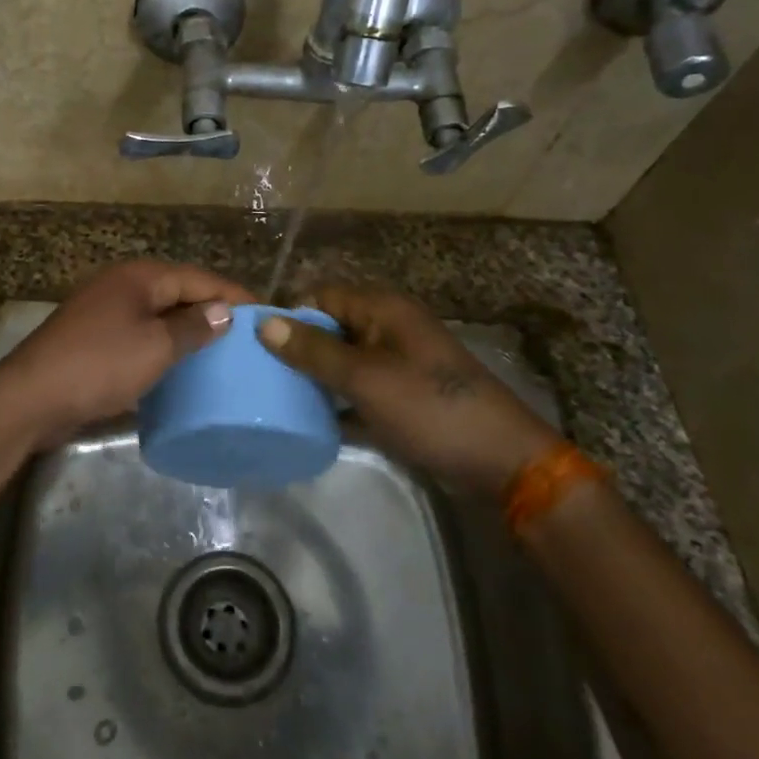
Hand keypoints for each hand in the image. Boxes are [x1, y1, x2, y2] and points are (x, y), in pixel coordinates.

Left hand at [0, 260, 254, 443]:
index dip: (234, 294)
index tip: (267, 313)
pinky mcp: (95, 338)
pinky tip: (180, 366)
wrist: (32, 397)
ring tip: (222, 352)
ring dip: (188, 330)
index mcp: (140, 277)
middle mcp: (123, 285)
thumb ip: (194, 327)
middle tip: (248, 336)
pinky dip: (163, 345)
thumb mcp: (155, 347)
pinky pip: (141, 334)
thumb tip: (225, 311)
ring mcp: (105, 311)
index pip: (199, 278)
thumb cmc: (99, 365)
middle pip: (179, 292)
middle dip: (213, 311)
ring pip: (159, 315)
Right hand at [259, 285, 563, 492]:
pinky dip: (337, 402)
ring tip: (275, 398)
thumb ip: (314, 351)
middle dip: (298, 348)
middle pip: (330, 327)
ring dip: (315, 377)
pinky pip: (358, 389)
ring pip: (342, 361)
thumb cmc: (430, 409)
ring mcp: (397, 363)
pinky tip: (309, 422)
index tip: (257, 345)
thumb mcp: (365, 379)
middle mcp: (389, 328)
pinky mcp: (402, 396)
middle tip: (261, 375)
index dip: (290, 315)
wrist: (502, 463)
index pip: (322, 295)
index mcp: (383, 309)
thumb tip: (264, 323)